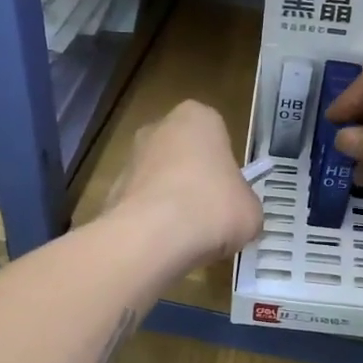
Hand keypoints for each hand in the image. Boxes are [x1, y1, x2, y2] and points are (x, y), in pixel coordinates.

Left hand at [103, 99, 262, 272]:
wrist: (153, 237)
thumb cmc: (213, 208)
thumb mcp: (251, 211)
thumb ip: (245, 205)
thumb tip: (238, 216)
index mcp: (198, 118)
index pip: (217, 135)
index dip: (226, 167)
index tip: (231, 194)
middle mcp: (159, 128)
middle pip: (184, 154)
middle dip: (194, 180)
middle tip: (211, 214)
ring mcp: (130, 158)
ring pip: (160, 179)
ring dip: (171, 201)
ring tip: (187, 237)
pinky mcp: (112, 191)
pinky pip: (141, 205)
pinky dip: (151, 221)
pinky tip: (164, 245)